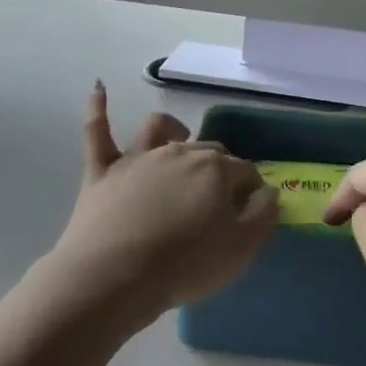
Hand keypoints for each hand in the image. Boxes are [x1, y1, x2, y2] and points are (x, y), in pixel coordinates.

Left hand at [45, 84, 277, 327]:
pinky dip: (98, 108)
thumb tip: (269, 191)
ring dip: (172, 129)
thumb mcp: (240, 249)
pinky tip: (98, 87)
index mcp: (215, 169)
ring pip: (159, 127)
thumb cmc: (183, 266)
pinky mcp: (102, 170)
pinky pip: (97, 131)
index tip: (249, 210)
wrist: (114, 278)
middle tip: (218, 198)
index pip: (244, 171)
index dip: (250, 189)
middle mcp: (179, 151)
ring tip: (178, 139)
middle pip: (207, 150)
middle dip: (219, 166)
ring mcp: (138, 157)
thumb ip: (263, 215)